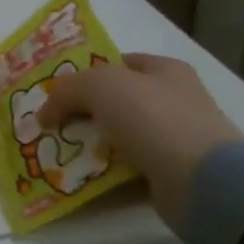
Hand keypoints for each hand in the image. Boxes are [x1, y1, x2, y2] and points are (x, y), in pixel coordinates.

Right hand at [37, 53, 243, 227]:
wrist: (200, 180)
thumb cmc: (153, 119)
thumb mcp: (101, 87)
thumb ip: (67, 91)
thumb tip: (44, 114)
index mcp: (164, 70)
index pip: (118, 64)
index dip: (85, 75)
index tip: (55, 95)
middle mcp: (173, 99)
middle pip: (117, 101)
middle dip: (82, 113)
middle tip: (50, 127)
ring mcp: (174, 137)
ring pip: (120, 136)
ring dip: (91, 145)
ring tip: (59, 155)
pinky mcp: (171, 172)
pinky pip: (127, 167)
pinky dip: (105, 172)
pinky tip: (82, 178)